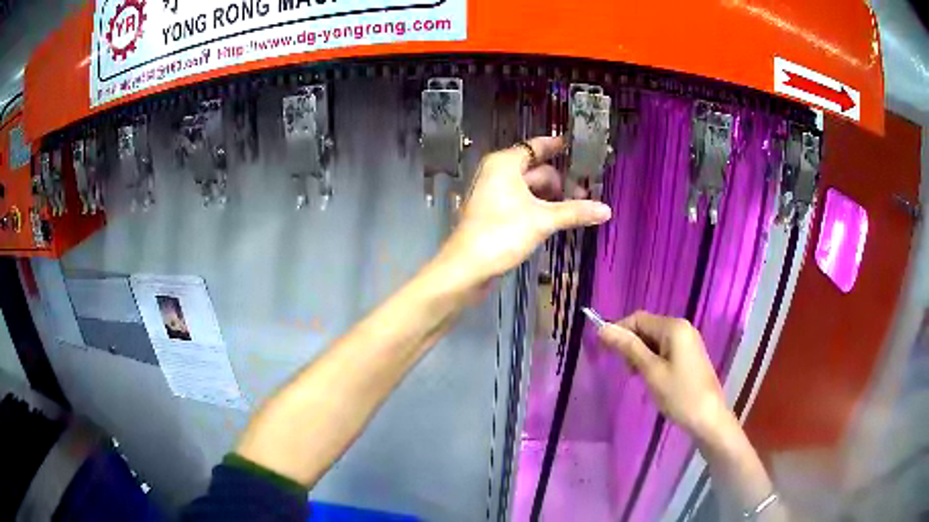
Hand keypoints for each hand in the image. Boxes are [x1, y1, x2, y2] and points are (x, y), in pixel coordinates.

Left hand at [438, 136, 611, 290]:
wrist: (467, 267)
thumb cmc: (502, 233)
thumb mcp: (543, 220)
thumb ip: (575, 212)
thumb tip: (607, 210)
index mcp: (505, 164)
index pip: (535, 146)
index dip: (557, 146)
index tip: (578, 147)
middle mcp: (498, 173)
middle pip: (536, 170)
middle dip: (561, 181)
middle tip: (587, 194)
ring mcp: (494, 194)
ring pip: (530, 189)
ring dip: (552, 197)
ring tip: (578, 209)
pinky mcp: (494, 214)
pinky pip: (523, 203)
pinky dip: (540, 207)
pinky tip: (558, 219)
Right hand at [597, 311, 734, 442]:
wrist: (709, 418)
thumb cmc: (679, 395)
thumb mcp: (651, 371)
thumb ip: (628, 348)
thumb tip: (602, 328)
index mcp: (674, 327)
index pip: (638, 319)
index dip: (619, 331)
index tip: (604, 353)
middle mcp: (682, 327)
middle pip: (647, 327)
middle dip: (631, 345)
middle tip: (627, 372)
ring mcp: (688, 341)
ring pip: (655, 340)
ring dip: (640, 354)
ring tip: (638, 377)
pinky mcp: (690, 354)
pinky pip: (665, 349)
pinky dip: (653, 360)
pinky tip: (652, 378)